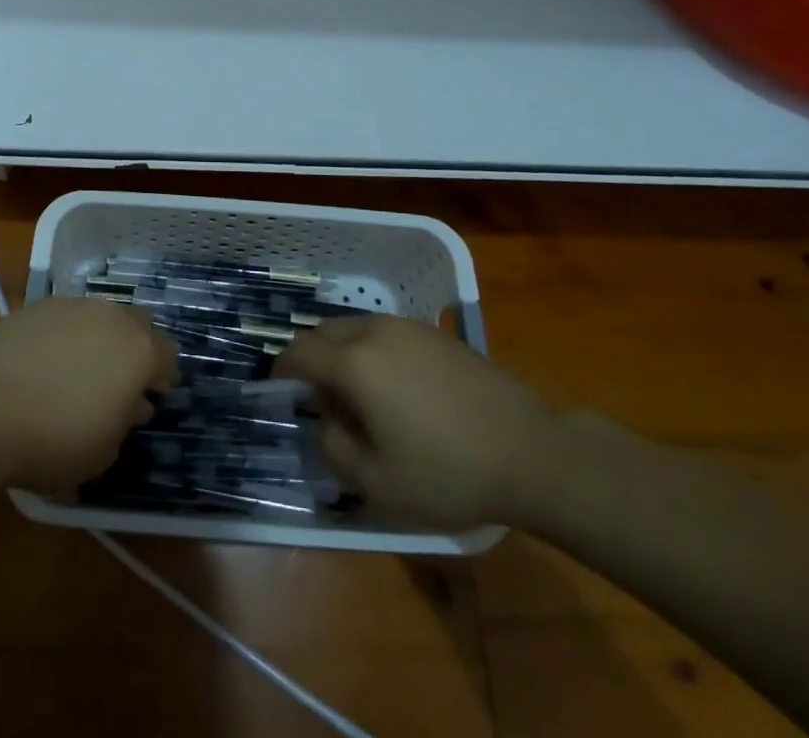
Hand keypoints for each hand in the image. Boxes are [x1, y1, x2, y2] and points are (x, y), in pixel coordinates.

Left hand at [0, 297, 178, 493]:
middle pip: (138, 325)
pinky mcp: (38, 306)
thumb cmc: (56, 438)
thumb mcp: (103, 451)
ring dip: (100, 338)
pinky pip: (65, 318)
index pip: (167, 356)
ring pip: (100, 316)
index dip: (164, 377)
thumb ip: (125, 422)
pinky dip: (66, 335)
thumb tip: (131, 405)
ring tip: (81, 369)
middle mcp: (112, 317)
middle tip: (122, 379)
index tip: (155, 396)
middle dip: (136, 348)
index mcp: (140, 351)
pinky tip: (47, 362)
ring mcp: (74, 306)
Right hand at [275, 315, 555, 529]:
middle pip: (324, 332)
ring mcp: (408, 327)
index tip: (278, 389)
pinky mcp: (435, 333)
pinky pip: (385, 332)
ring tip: (357, 394)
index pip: (300, 352)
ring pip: (355, 328)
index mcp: (354, 363)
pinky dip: (371, 350)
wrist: (530, 453)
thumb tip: (326, 420)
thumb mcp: (377, 482)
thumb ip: (334, 447)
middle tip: (318, 398)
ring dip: (342, 352)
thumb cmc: (448, 472)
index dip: (282, 369)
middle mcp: (375, 331)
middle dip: (311, 358)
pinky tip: (394, 387)